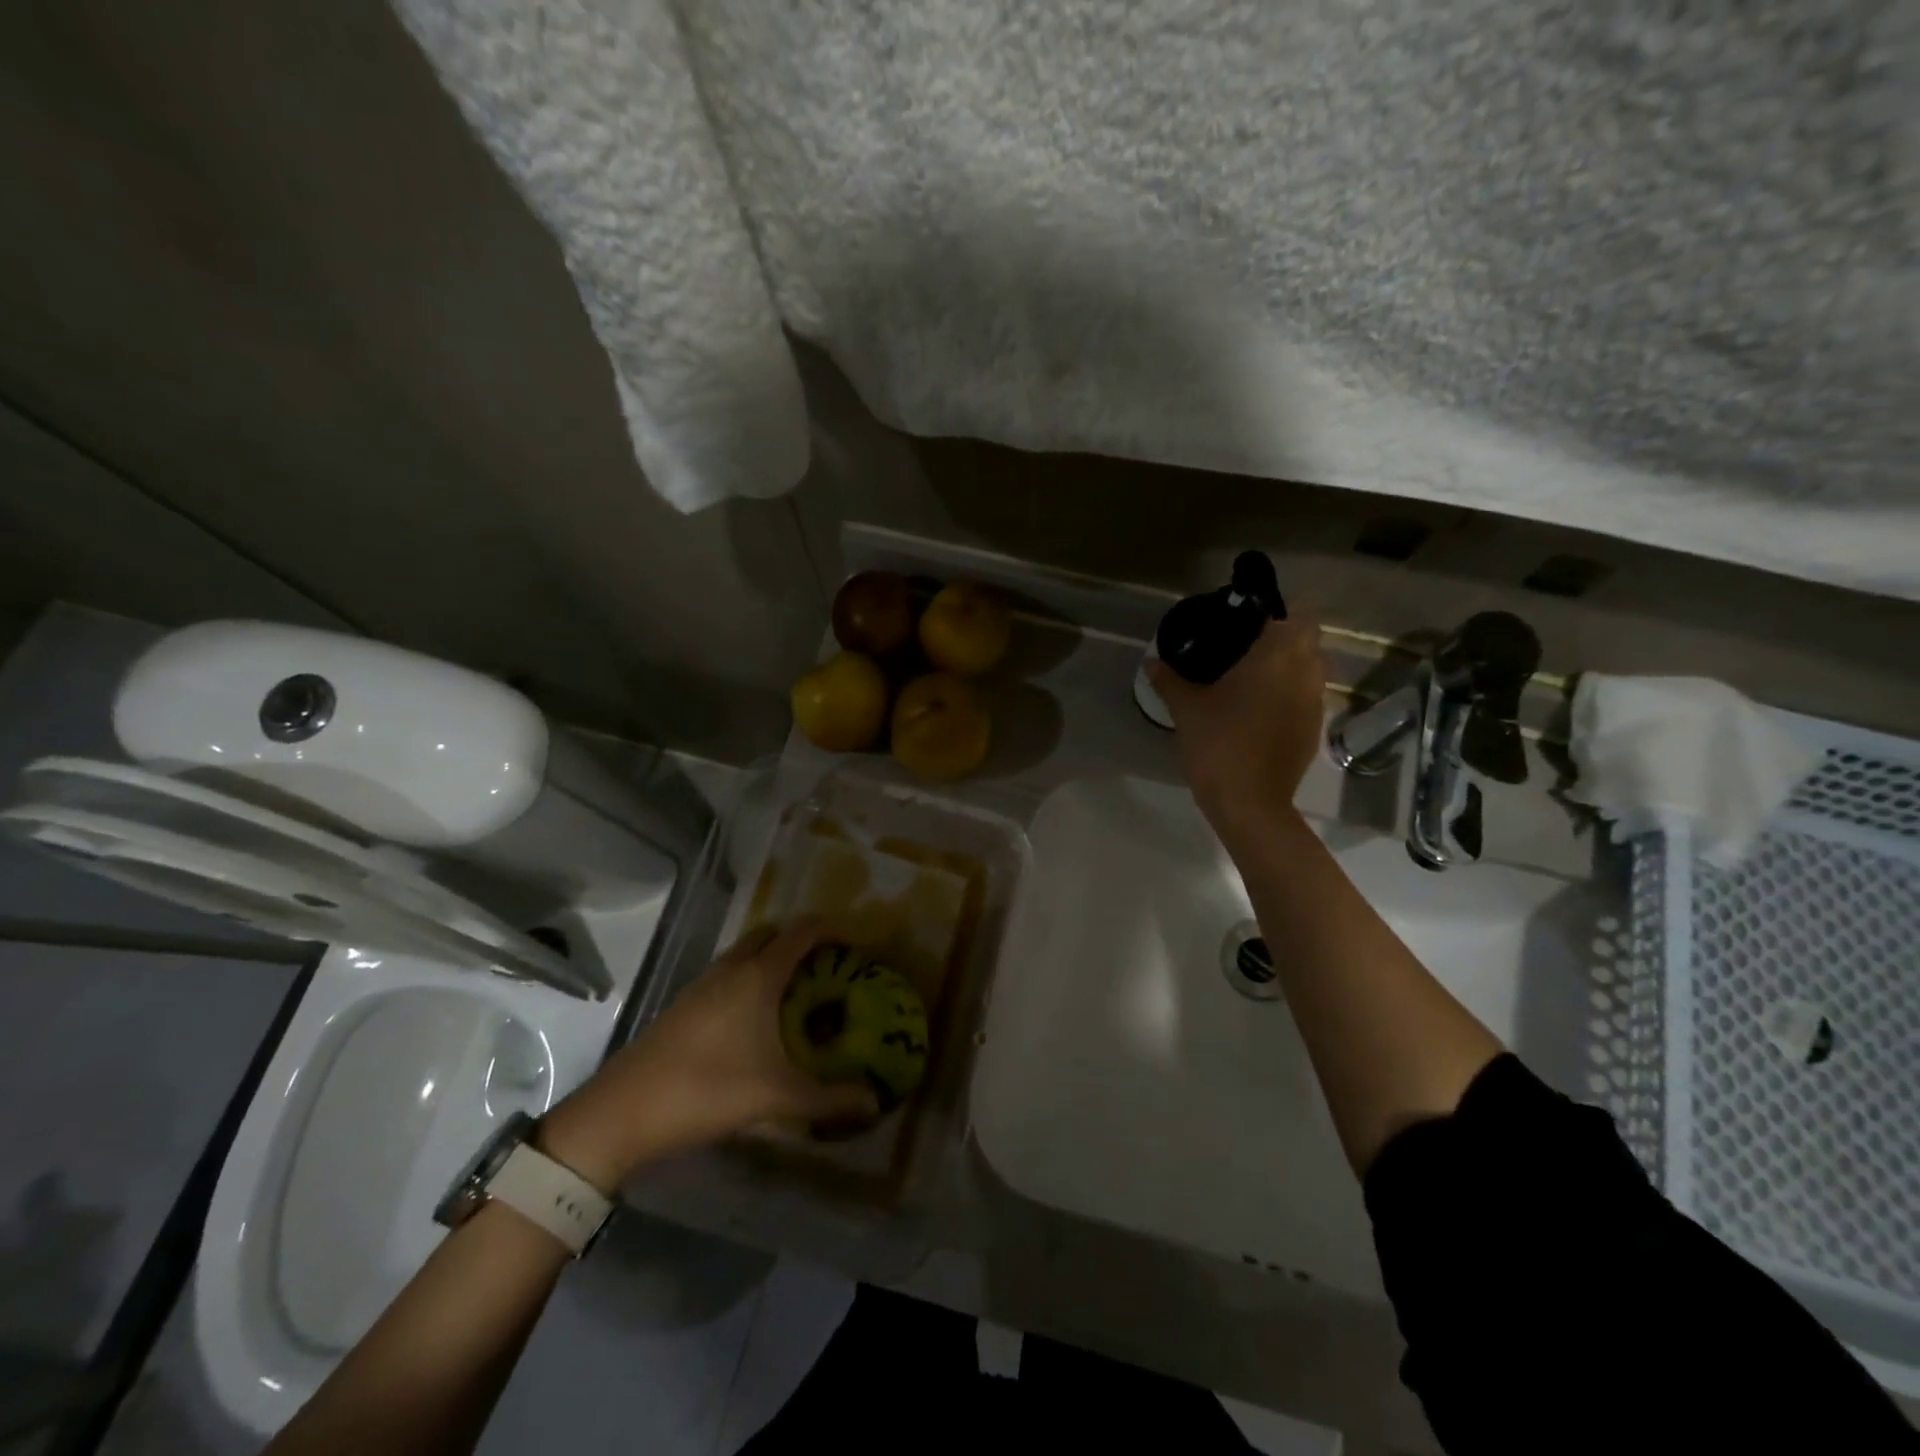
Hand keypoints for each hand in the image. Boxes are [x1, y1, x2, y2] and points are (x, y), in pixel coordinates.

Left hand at [538, 921, 878, 1189]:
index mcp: (758, 976)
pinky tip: (756, 1019)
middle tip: (827, 967)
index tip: (857, 945)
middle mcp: (731, 969)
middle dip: (802, 940)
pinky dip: (749, 977)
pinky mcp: (683, 1004)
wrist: (622, 1112)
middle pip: (772, 933)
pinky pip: (727, 973)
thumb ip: (829, 1099)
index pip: (802, 932)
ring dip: (772, 958)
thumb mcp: (776, 1097)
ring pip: (745, 953)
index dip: (832, 930)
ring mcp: (702, 984)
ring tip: (797, 991)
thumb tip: (875, 1103)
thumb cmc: (707, 1090)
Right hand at [1148, 616, 1326, 843]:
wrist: (1250, 803)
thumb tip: (1152, 662)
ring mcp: (1314, 704)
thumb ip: (1169, 680)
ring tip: (1249, 679)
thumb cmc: (1219, 745)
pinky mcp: (1313, 731)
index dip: (1275, 614)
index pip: (1297, 616)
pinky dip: (1288, 696)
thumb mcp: (1186, 709)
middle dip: (1281, 639)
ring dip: (1288, 668)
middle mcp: (1306, 674)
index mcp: (1278, 658)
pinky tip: (1257, 711)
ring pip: (1310, 670)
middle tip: (1243, 648)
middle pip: (1307, 641)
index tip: (1246, 622)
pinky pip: (1305, 698)